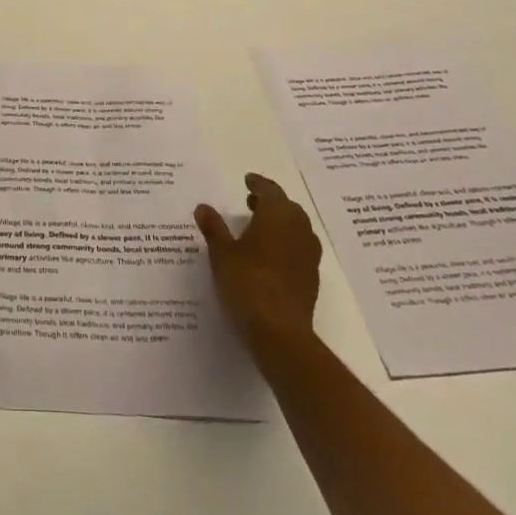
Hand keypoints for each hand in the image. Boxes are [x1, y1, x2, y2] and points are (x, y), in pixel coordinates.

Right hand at [195, 174, 322, 366]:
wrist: (280, 334)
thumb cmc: (247, 283)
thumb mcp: (221, 253)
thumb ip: (213, 228)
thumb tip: (203, 207)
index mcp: (277, 216)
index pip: (270, 190)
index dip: (258, 184)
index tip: (247, 180)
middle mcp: (298, 230)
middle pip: (288, 207)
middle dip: (270, 203)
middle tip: (251, 203)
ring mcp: (308, 256)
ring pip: (297, 229)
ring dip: (280, 223)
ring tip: (259, 229)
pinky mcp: (311, 279)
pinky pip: (299, 249)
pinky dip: (286, 244)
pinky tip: (270, 257)